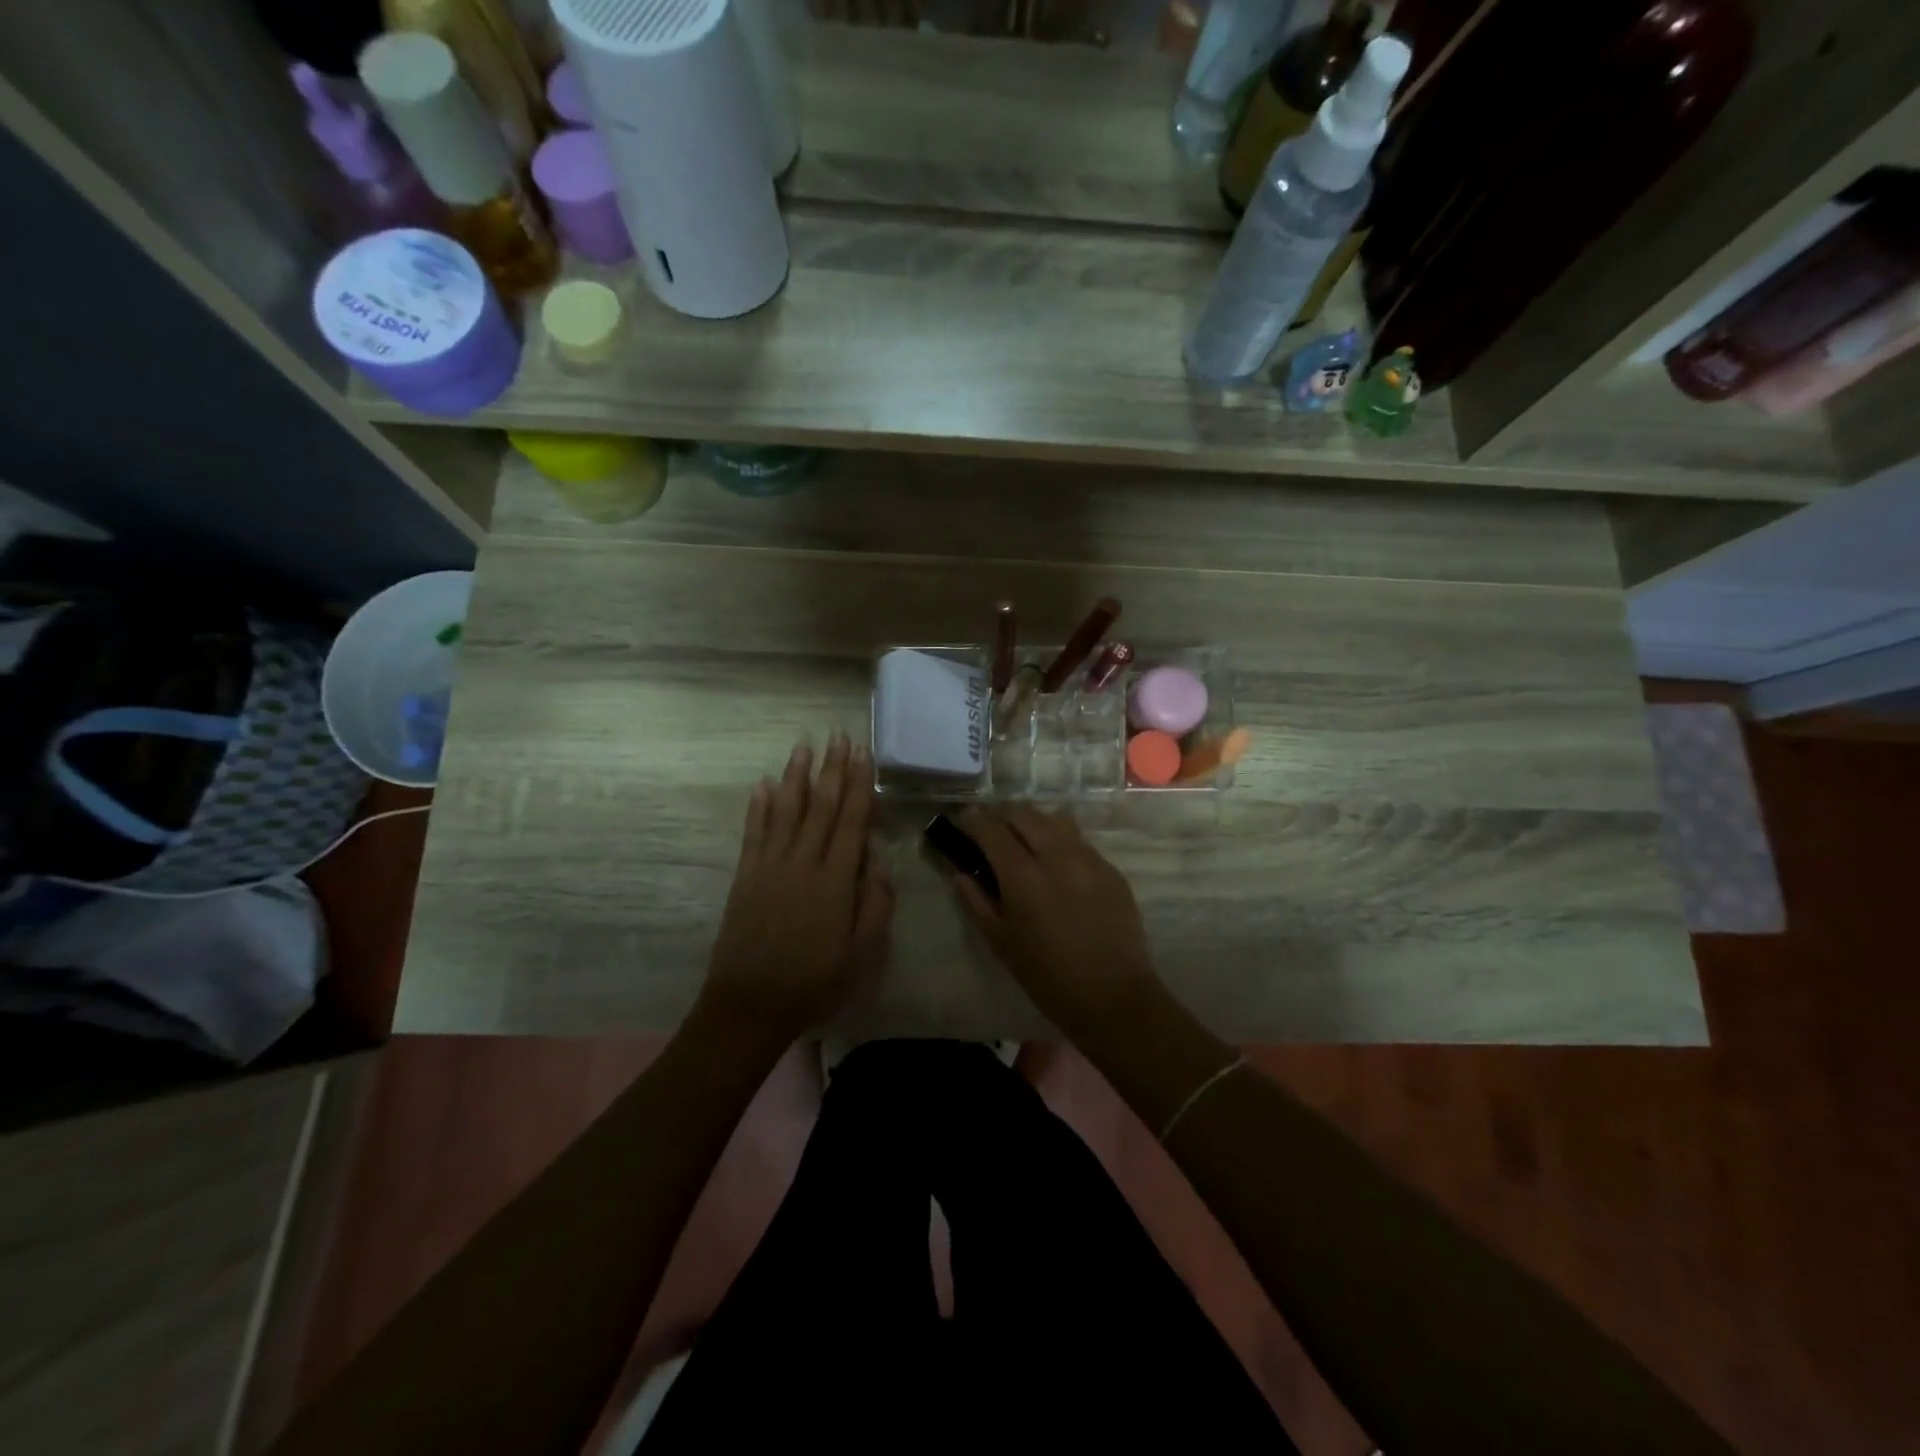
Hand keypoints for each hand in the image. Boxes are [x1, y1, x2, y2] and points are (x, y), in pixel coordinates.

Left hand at [696, 734, 893, 1047]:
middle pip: (820, 807)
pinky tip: (764, 784)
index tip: (862, 754)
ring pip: (786, 811)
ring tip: (803, 746)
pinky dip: (759, 806)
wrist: (749, 1005)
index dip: (858, 785)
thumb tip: (878, 860)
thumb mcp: (862, 955)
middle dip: (832, 769)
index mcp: (835, 881)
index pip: (851, 821)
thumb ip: (875, 905)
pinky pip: (754, 833)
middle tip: (838, 736)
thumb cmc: (814, 983)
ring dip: (796, 776)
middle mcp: (802, 863)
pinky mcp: (745, 877)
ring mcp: (770, 867)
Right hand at [949, 806, 1164, 1042]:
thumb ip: (976, 902)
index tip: (964, 821)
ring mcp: (1088, 859)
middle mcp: (1056, 856)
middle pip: (1024, 813)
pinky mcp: (1110, 868)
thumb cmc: (1046, 976)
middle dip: (1003, 815)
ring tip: (1025, 839)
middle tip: (992, 830)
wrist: (1112, 996)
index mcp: (1023, 876)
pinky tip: (1057, 862)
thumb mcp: (1001, 942)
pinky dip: (1060, 840)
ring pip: (1055, 819)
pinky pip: (1080, 840)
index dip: (974, 821)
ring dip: (1033, 822)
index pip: (992, 829)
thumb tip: (960, 874)